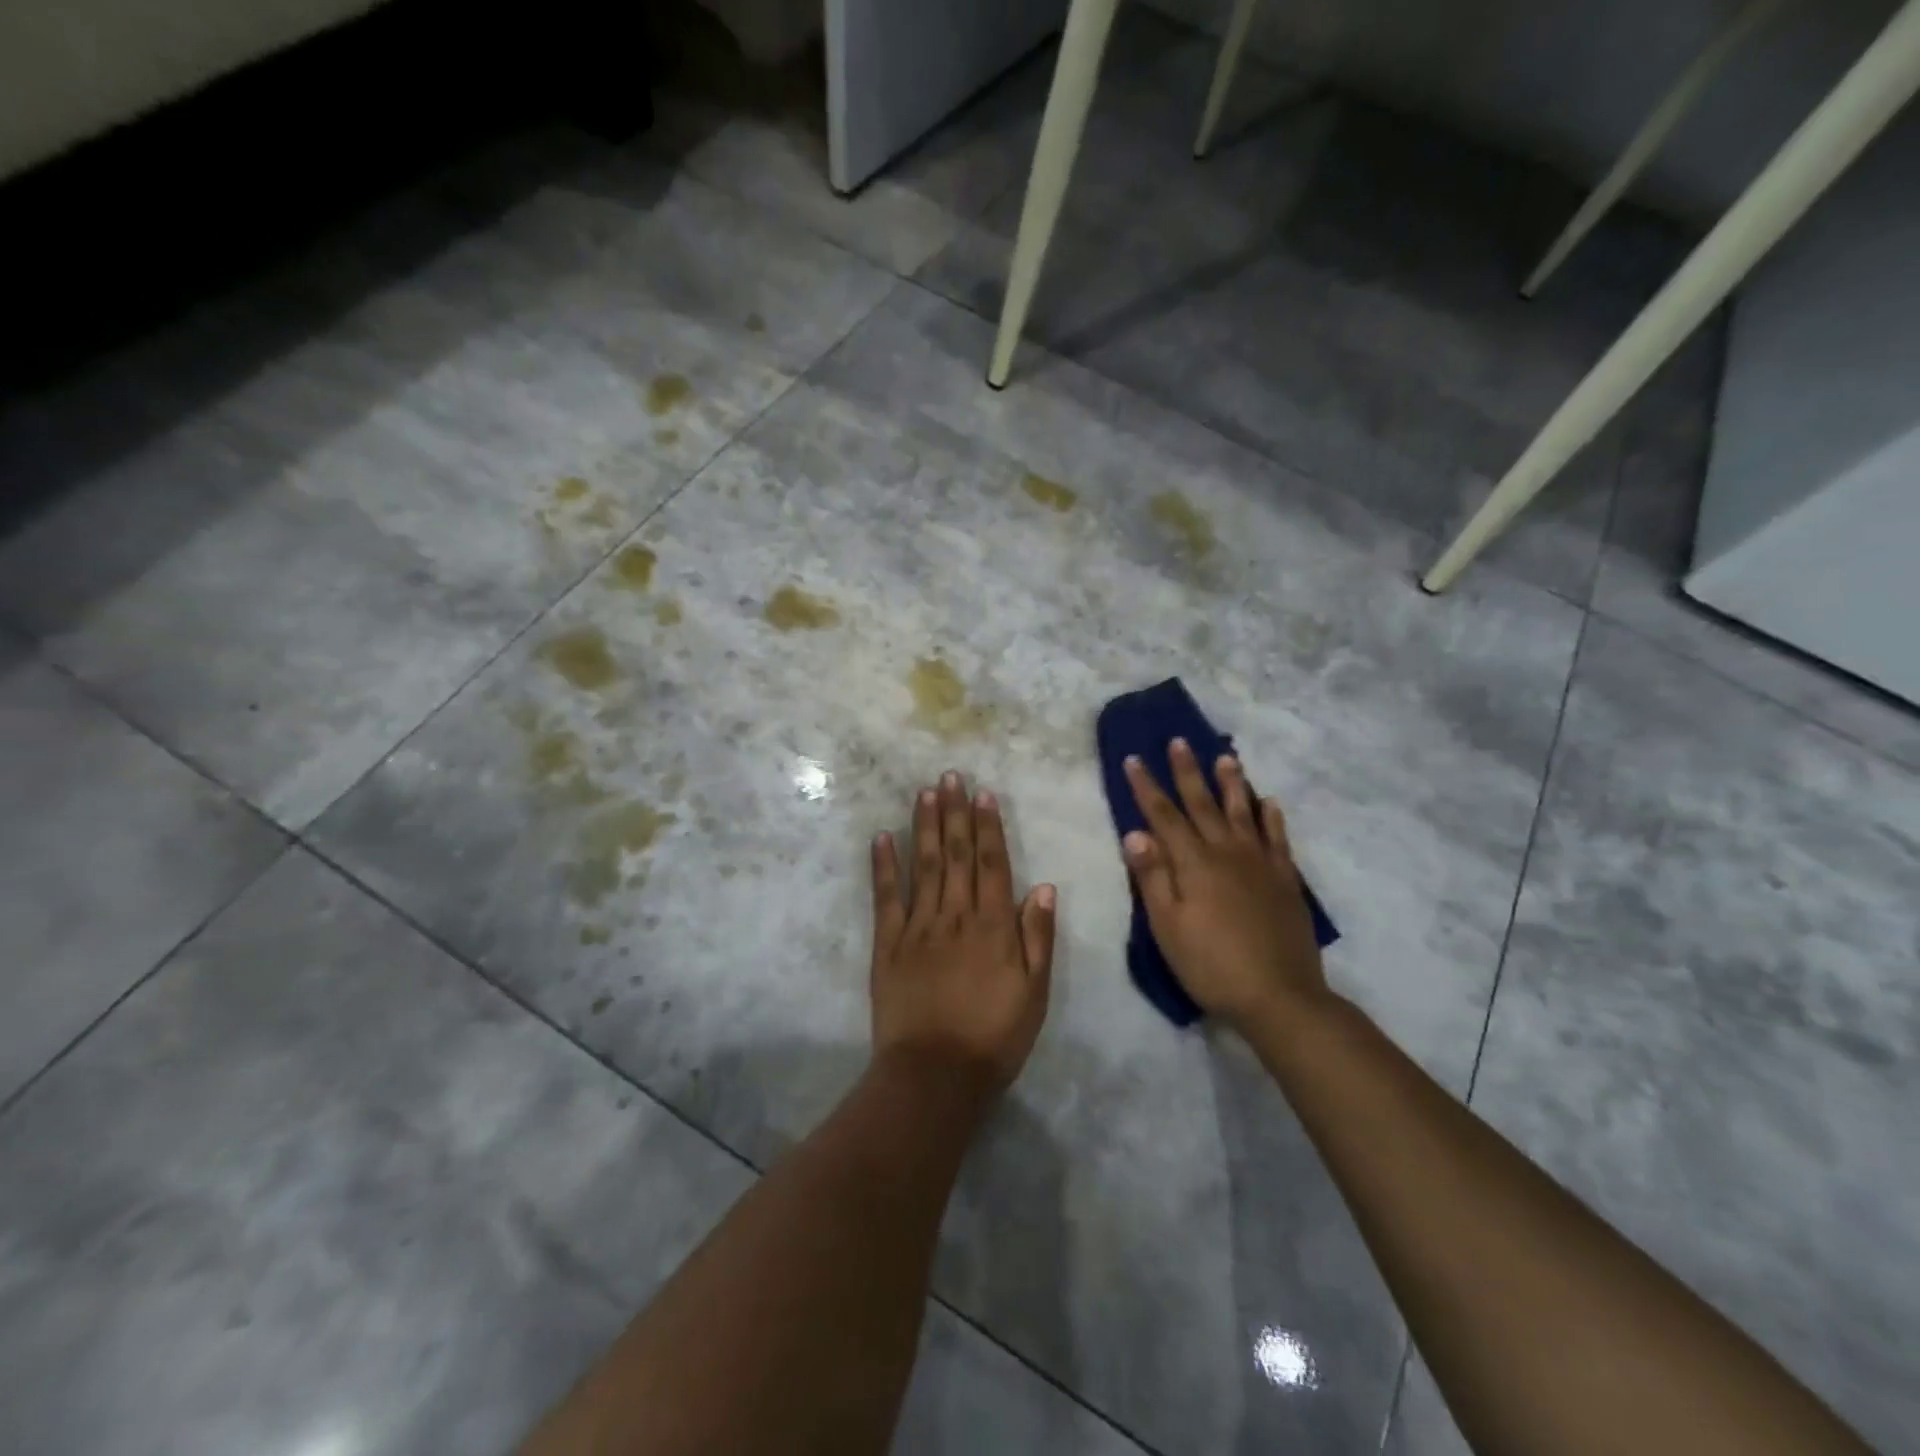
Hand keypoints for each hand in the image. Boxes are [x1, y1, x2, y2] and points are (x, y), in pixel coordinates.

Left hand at [870, 772, 1056, 1094]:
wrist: (935, 1074)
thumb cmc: (993, 1037)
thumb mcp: (1034, 994)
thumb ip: (1037, 938)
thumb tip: (1044, 887)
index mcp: (993, 926)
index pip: (991, 864)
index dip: (988, 827)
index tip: (983, 794)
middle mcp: (955, 916)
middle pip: (955, 855)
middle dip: (954, 812)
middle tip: (951, 776)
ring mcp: (918, 927)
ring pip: (922, 866)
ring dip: (924, 826)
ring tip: (925, 792)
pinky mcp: (888, 944)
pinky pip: (886, 897)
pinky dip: (884, 866)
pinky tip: (882, 837)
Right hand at [1122, 739, 1329, 1030]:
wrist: (1279, 996)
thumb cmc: (1211, 964)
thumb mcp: (1168, 926)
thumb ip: (1152, 877)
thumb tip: (1135, 832)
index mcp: (1194, 863)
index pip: (1164, 816)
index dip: (1147, 787)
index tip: (1134, 759)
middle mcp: (1227, 852)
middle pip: (1203, 804)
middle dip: (1187, 771)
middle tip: (1179, 741)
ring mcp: (1260, 864)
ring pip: (1243, 812)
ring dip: (1232, 783)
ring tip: (1226, 757)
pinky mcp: (1285, 880)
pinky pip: (1278, 838)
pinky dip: (1272, 817)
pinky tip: (1269, 802)